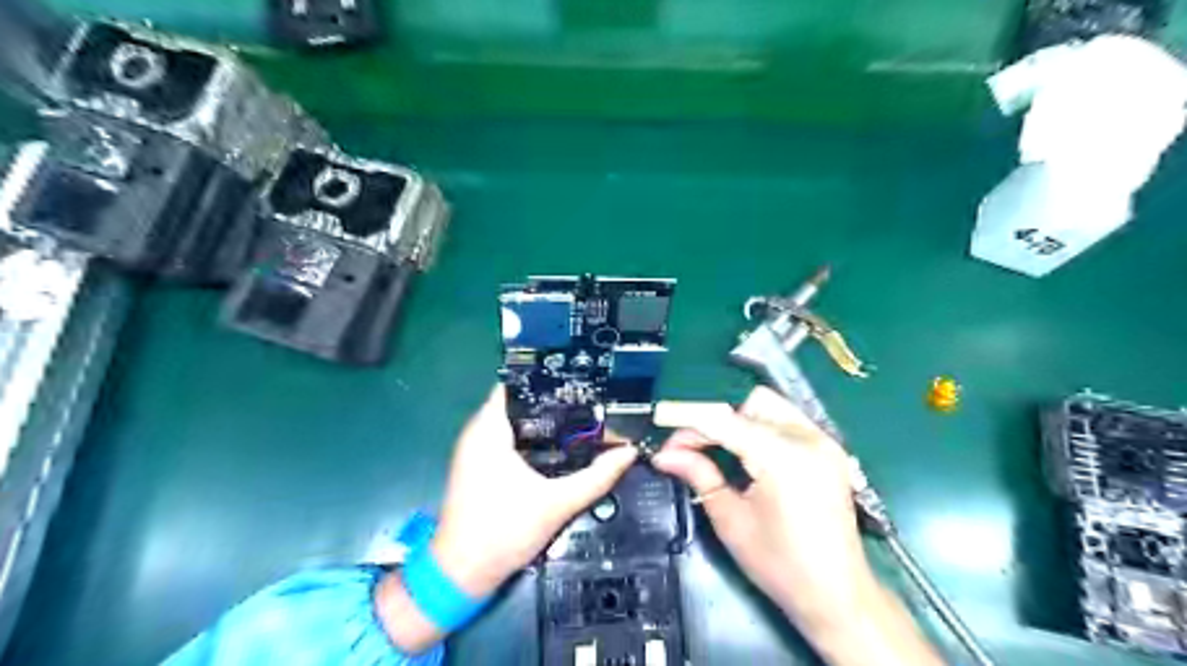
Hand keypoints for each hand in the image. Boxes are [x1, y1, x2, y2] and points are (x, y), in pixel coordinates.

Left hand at [435, 386, 639, 597]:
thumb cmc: (503, 532)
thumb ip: (596, 477)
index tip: (580, 380)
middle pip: (519, 401)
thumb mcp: (557, 504)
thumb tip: (628, 453)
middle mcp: (478, 432)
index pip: (516, 383)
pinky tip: (561, 445)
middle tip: (590, 401)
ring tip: (583, 419)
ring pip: (514, 421)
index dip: (548, 377)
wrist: (462, 574)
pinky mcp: (479, 466)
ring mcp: (476, 450)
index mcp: (489, 430)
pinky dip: (533, 437)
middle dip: (554, 400)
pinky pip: (509, 438)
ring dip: (545, 420)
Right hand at [653, 389, 940, 663]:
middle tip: (692, 451)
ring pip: (770, 407)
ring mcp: (824, 441)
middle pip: (749, 405)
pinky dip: (763, 429)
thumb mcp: (730, 519)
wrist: (838, 595)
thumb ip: (699, 474)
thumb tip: (665, 455)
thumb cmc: (780, 565)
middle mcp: (808, 438)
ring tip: (721, 453)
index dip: (689, 424)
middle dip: (716, 422)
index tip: (665, 439)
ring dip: (740, 422)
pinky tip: (751, 456)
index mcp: (782, 457)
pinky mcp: (831, 449)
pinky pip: (788, 421)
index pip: (724, 421)